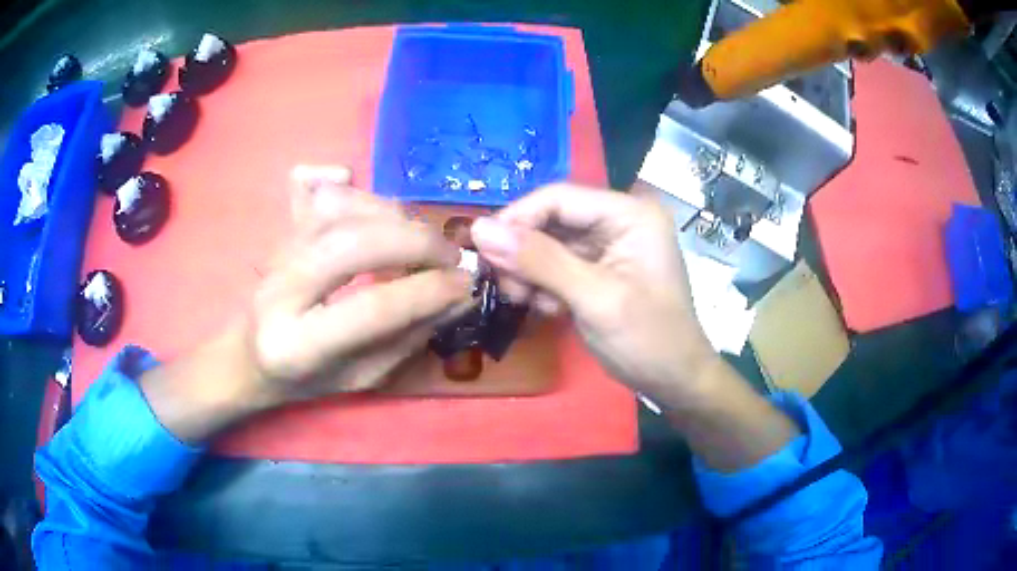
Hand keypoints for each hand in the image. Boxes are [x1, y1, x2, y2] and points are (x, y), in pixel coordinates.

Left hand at [141, 165, 470, 441]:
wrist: (248, 357)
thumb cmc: (305, 380)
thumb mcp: (362, 378)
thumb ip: (409, 338)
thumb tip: (460, 295)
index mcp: (296, 346)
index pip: (372, 308)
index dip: (428, 290)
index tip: (466, 283)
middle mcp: (278, 291)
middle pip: (352, 243)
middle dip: (415, 242)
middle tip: (449, 256)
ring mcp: (275, 254)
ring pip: (340, 211)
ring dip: (394, 217)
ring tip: (421, 240)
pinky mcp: (279, 232)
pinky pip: (321, 194)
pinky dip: (357, 191)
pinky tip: (378, 210)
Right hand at [471, 182, 798, 470]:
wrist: (675, 382)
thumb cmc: (647, 340)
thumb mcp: (593, 298)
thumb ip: (538, 260)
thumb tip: (479, 229)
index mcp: (630, 214)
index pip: (559, 198)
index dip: (516, 219)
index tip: (481, 250)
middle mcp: (620, 220)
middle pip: (552, 220)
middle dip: (523, 252)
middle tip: (502, 285)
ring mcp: (611, 245)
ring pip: (550, 244)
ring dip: (530, 271)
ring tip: (523, 301)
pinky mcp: (601, 269)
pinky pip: (559, 265)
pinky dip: (544, 284)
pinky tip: (547, 308)